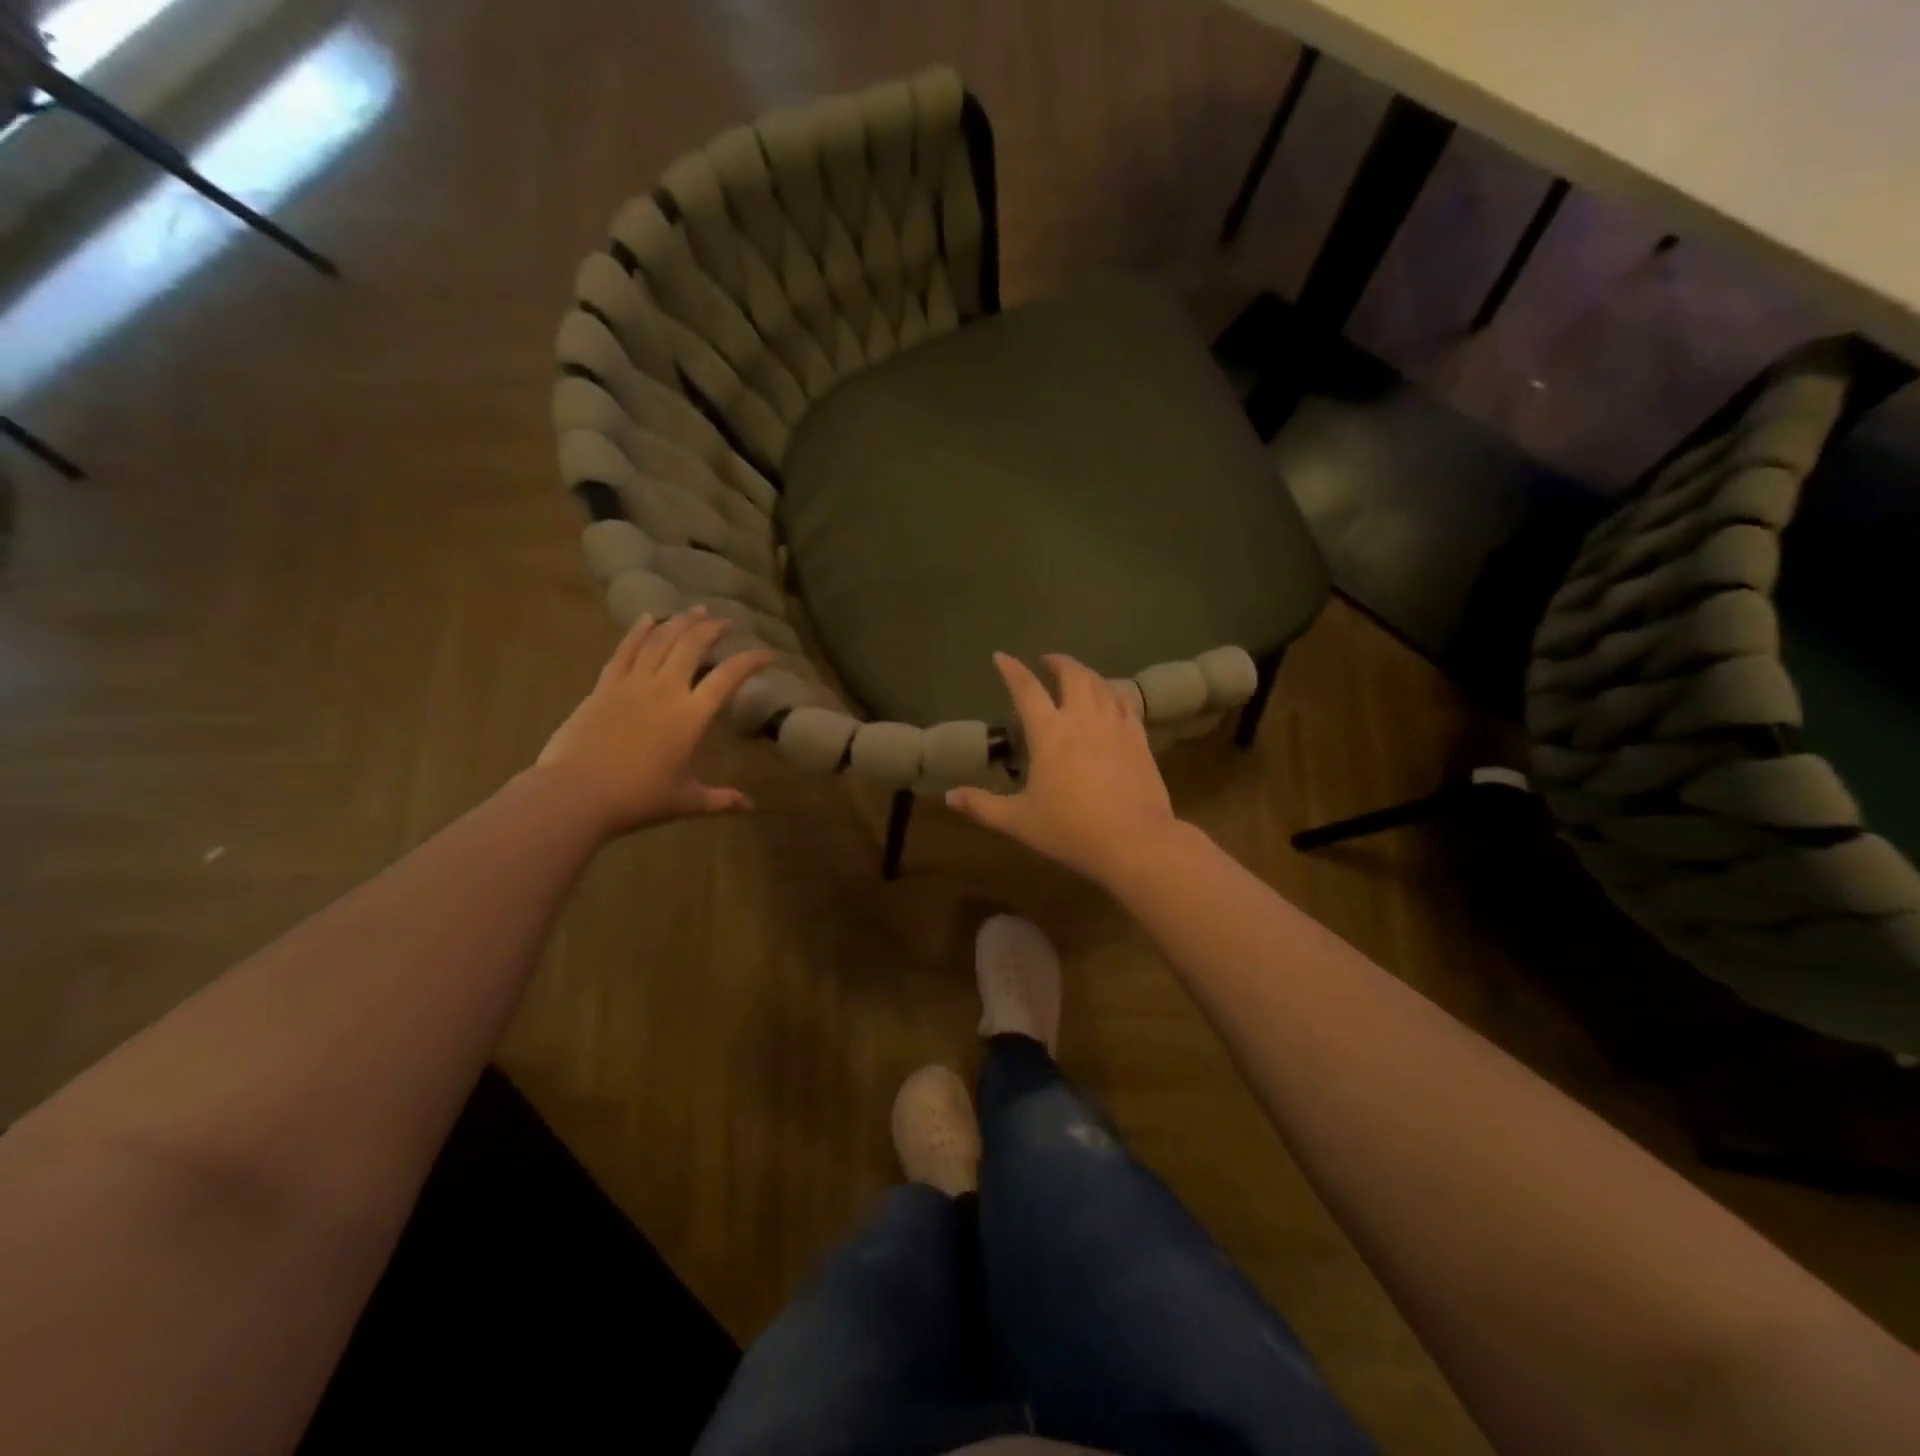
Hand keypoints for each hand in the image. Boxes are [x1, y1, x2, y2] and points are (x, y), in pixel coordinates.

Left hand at [534, 608, 772, 837]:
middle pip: (692, 646)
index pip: (727, 678)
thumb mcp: (685, 801)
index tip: (766, 654)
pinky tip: (648, 618)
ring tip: (695, 611)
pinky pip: (625, 651)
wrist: (575, 794)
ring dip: (680, 622)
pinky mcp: (604, 686)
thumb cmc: (637, 799)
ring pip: (660, 641)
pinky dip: (638, 631)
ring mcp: (632, 684)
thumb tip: (749, 806)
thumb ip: (719, 799)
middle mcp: (665, 690)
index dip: (749, 662)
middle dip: (712, 629)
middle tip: (725, 621)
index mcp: (691, 716)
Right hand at [945, 652, 1180, 885]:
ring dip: (1086, 673)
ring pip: (1101, 684)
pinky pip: (1126, 703)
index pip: (1026, 689)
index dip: (1012, 670)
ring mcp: (1115, 725)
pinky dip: (1114, 693)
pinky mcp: (1138, 738)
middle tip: (1048, 661)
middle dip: (1058, 662)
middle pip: (1072, 674)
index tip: (1001, 657)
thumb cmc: (1071, 829)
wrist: (1134, 840)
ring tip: (1078, 677)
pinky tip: (1112, 699)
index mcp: (1049, 732)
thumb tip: (949, 797)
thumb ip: (982, 806)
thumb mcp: (1019, 821)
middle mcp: (1082, 718)